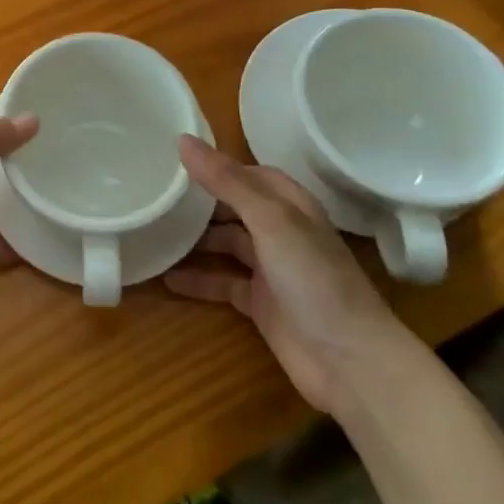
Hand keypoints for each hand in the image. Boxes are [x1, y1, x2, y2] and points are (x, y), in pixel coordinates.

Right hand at [165, 135, 418, 412]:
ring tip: (152, 232)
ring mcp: (270, 269)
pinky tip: (166, 276)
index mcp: (289, 204)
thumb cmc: (314, 278)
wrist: (351, 363)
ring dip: (193, 241)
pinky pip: (222, 282)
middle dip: (198, 202)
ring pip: (224, 244)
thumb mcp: (270, 220)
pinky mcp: (260, 304)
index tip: (172, 158)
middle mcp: (280, 231)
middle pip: (232, 208)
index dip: (214, 164)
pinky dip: (197, 279)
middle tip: (153, 194)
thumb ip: (227, 181)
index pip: (247, 173)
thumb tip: (182, 140)